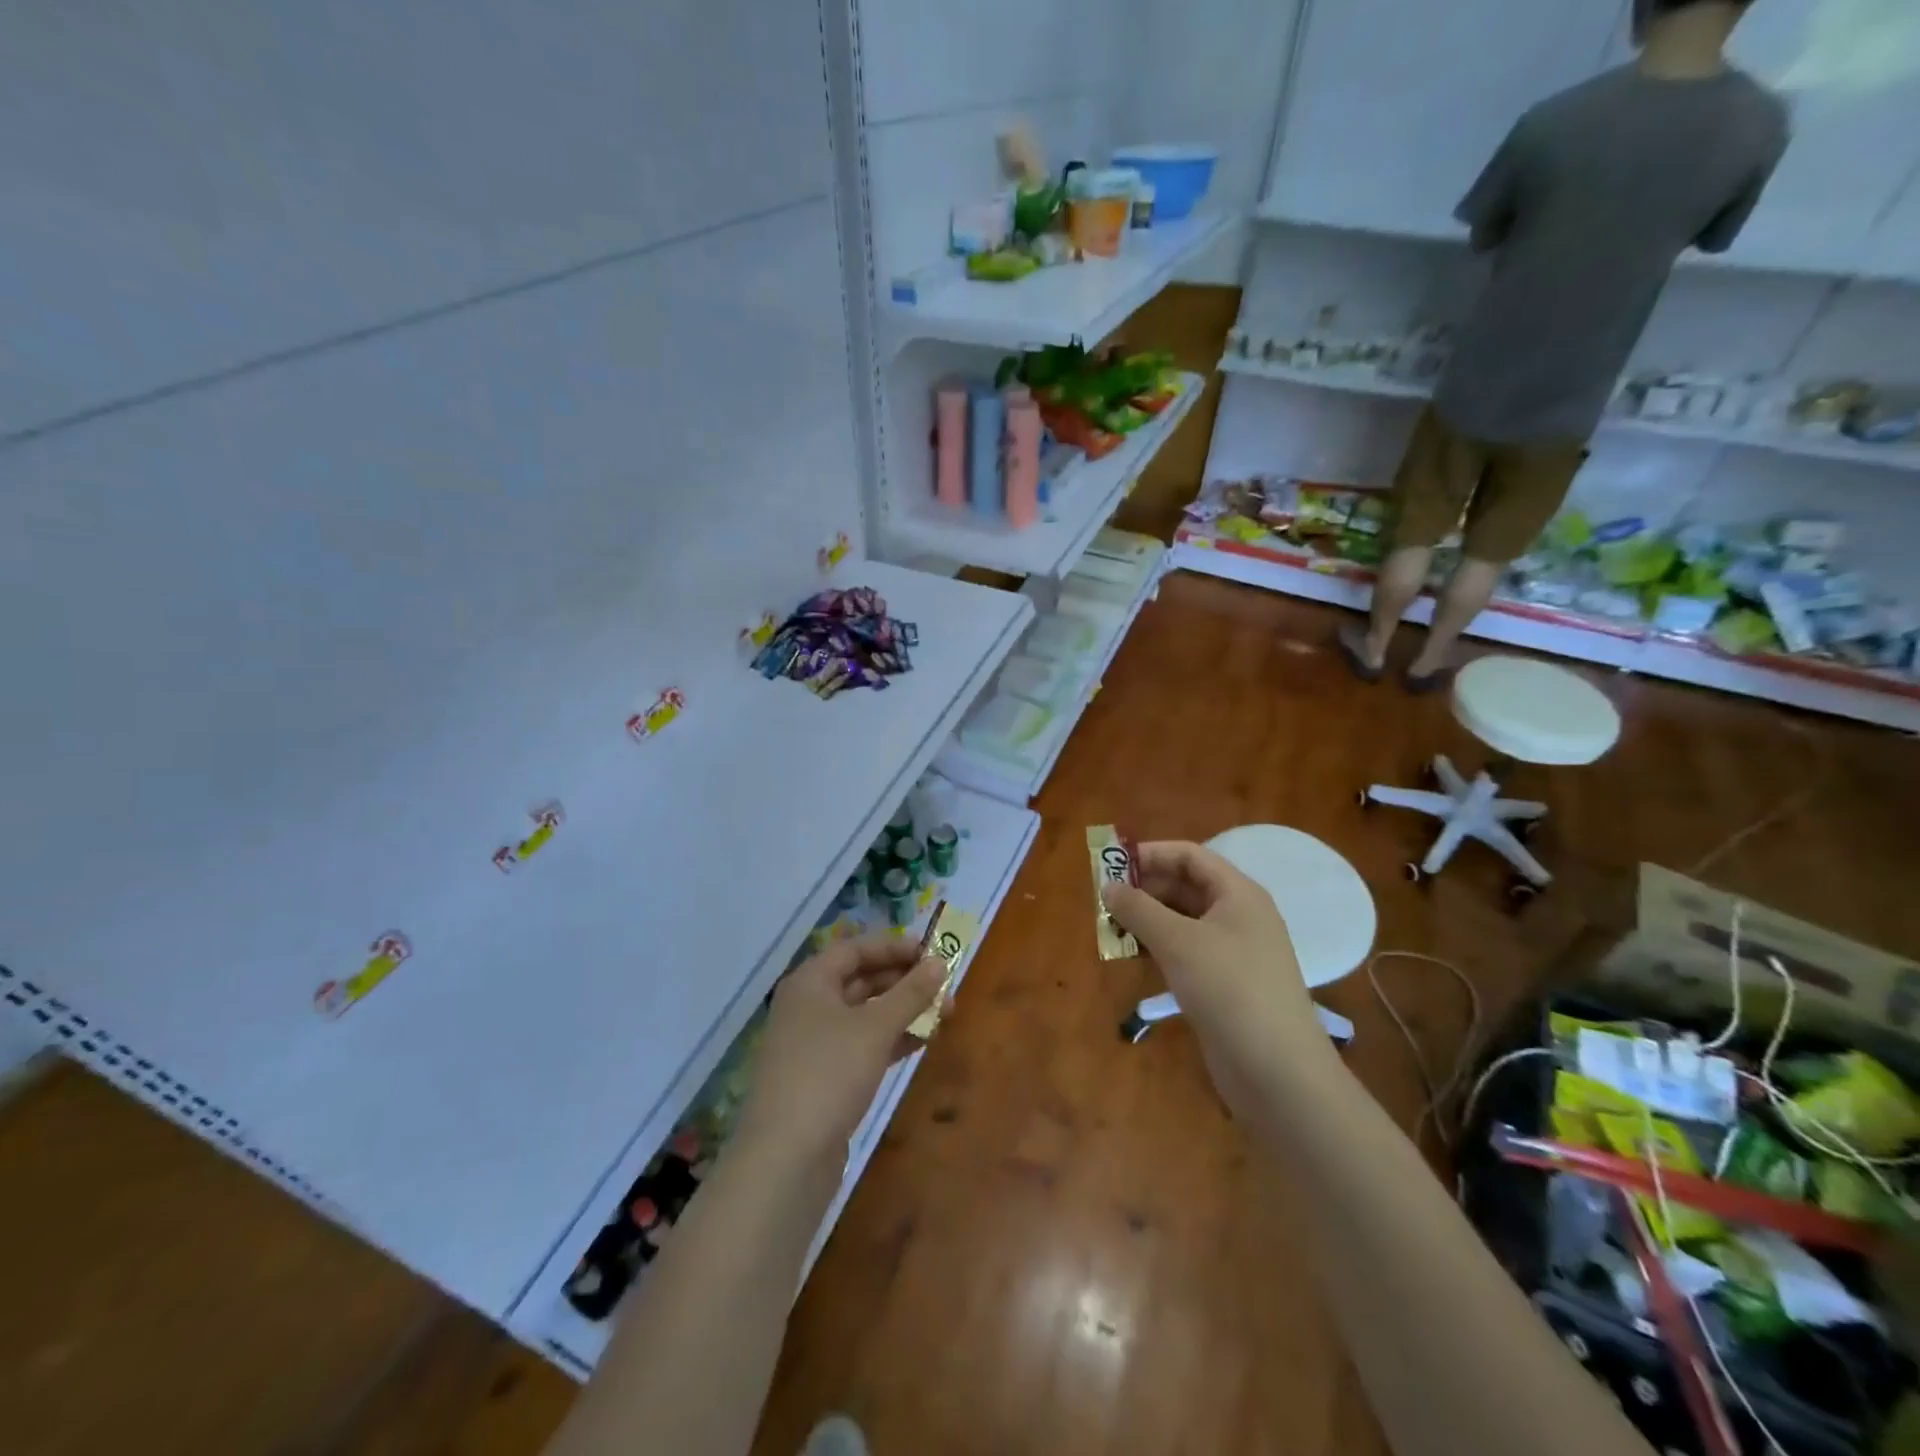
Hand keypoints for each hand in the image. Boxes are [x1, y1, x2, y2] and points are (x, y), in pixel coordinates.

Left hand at [733, 935, 945, 1168]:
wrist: (785, 1158)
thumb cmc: (829, 1073)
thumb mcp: (875, 1027)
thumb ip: (910, 993)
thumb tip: (940, 963)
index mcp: (811, 982)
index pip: (856, 949)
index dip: (894, 946)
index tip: (932, 950)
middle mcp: (808, 1005)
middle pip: (860, 979)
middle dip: (904, 981)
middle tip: (945, 986)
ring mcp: (813, 1043)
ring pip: (864, 1014)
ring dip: (902, 1011)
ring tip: (944, 1014)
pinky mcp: (823, 1076)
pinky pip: (861, 1044)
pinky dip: (890, 1039)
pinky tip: (921, 1043)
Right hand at [1103, 841, 1331, 1104]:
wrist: (1277, 1070)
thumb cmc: (1228, 989)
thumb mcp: (1177, 942)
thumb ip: (1139, 909)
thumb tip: (1108, 886)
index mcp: (1238, 894)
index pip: (1190, 856)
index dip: (1150, 855)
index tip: (1111, 865)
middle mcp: (1239, 916)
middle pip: (1186, 886)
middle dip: (1145, 889)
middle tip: (1105, 901)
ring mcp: (1235, 951)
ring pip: (1184, 921)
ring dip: (1148, 920)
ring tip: (1111, 929)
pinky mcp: (1226, 983)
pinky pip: (1187, 951)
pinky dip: (1159, 948)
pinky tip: (1133, 958)